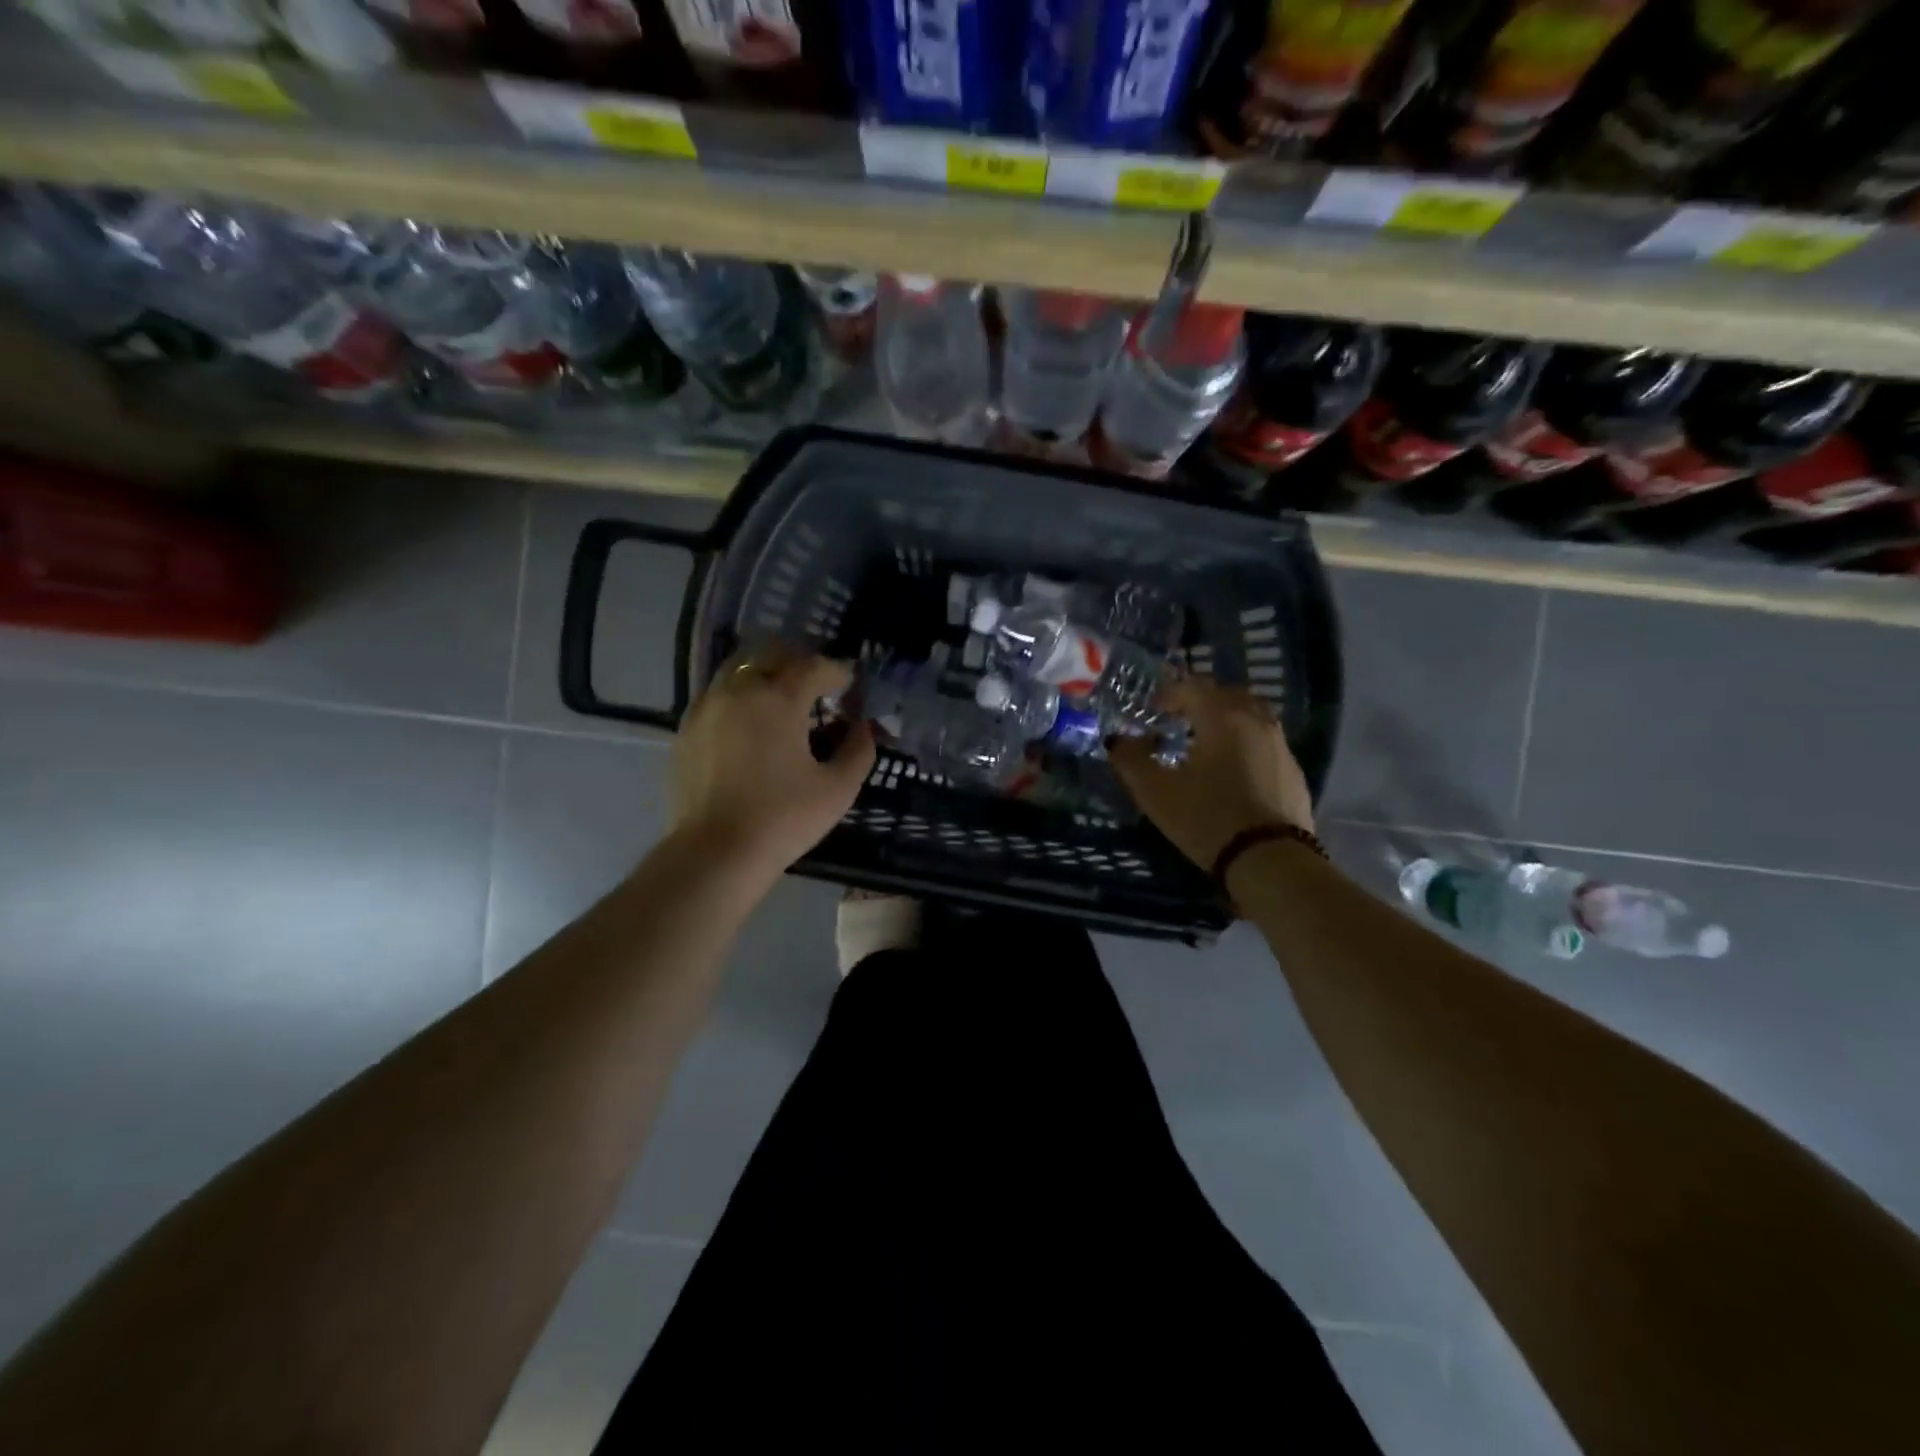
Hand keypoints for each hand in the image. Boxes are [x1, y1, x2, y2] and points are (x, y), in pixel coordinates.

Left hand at [669, 645, 875, 882]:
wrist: (715, 853)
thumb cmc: (784, 818)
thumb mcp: (838, 789)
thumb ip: (858, 750)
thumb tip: (863, 727)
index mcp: (778, 698)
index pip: (815, 667)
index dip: (838, 672)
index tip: (850, 686)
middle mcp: (739, 689)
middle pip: (772, 654)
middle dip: (799, 664)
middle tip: (817, 689)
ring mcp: (706, 707)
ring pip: (739, 669)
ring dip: (765, 676)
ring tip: (782, 704)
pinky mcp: (686, 729)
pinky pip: (717, 695)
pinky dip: (739, 698)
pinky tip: (750, 727)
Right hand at [1109, 675, 1312, 869]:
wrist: (1270, 860)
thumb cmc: (1206, 818)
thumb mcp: (1155, 792)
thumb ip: (1130, 760)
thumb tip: (1118, 741)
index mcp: (1222, 717)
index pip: (1193, 687)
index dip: (1169, 693)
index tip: (1152, 710)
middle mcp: (1256, 721)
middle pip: (1227, 695)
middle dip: (1200, 702)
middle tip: (1178, 721)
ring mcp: (1280, 745)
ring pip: (1251, 715)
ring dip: (1227, 720)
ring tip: (1206, 743)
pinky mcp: (1294, 771)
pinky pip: (1266, 742)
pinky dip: (1246, 742)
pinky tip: (1233, 770)